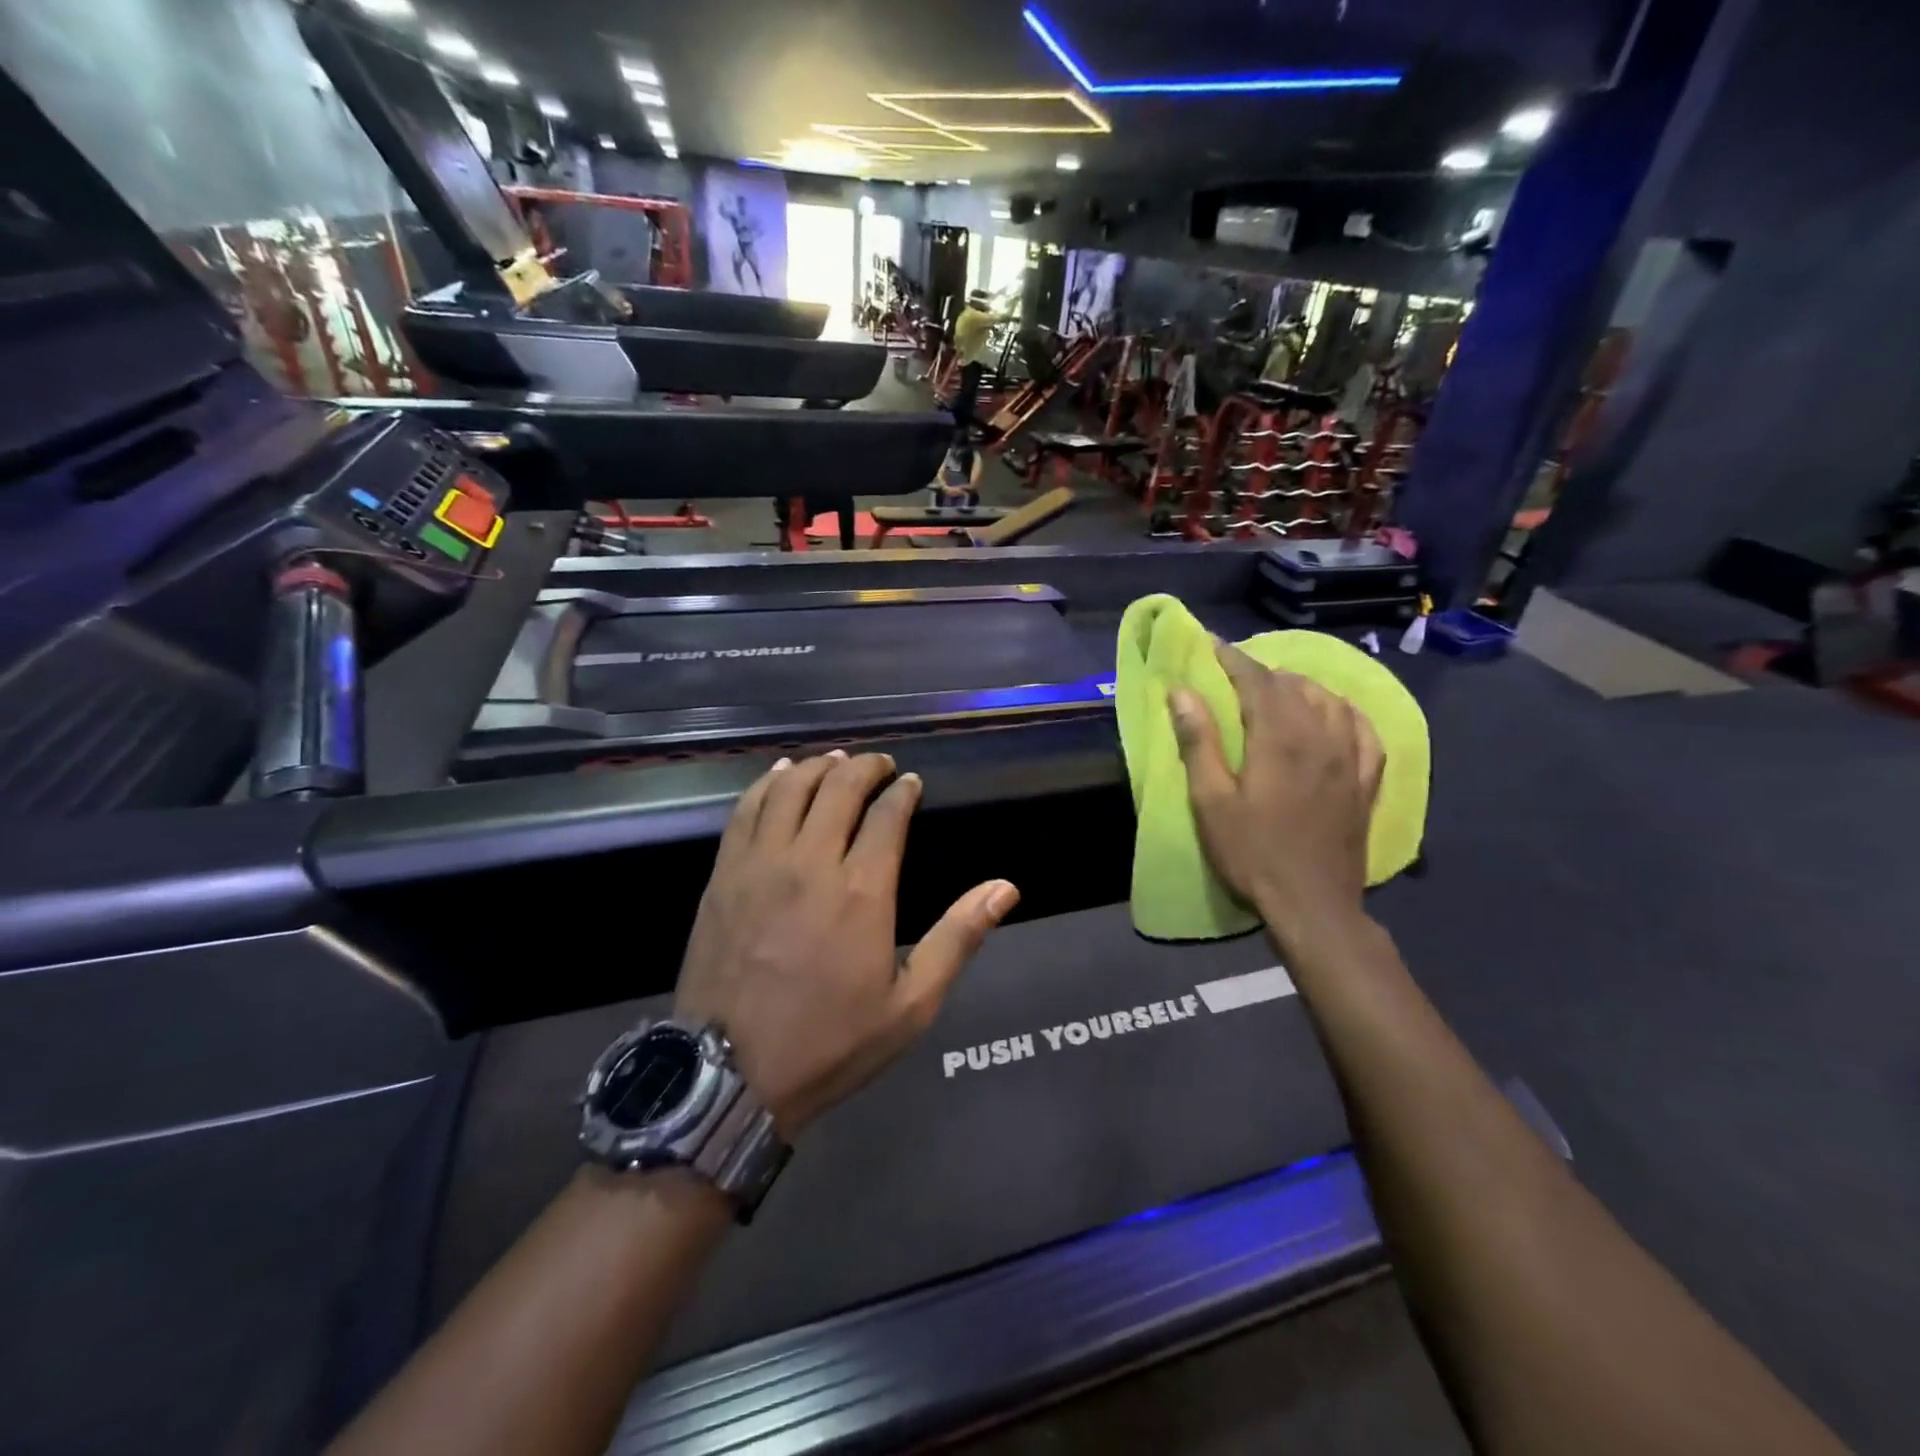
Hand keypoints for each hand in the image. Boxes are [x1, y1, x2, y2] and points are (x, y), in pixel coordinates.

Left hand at [675, 752, 1019, 1139]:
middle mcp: (811, 862)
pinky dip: (769, 783)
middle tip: (879, 764)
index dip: (902, 791)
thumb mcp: (911, 1004)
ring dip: (818, 766)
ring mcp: (760, 864)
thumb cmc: (830, 1042)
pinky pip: (746, 809)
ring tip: (835, 762)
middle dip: (865, 767)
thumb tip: (1005, 888)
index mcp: (862, 890)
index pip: (887, 814)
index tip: (911, 783)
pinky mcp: (724, 874)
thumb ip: (958, 938)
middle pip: (839, 788)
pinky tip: (781, 774)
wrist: (729, 1075)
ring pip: (791, 788)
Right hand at [1170, 642, 1384, 941]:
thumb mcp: (1211, 801)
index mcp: (1279, 739)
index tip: (1213, 645)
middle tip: (1234, 672)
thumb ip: (1199, 742)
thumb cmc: (1252, 853)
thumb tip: (1182, 692)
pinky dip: (1345, 712)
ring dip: (1302, 686)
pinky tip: (1336, 714)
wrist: (1312, 904)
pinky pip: (1365, 730)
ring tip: (1279, 689)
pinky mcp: (1367, 781)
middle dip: (1262, 672)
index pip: (1258, 681)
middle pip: (1294, 687)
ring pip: (1331, 701)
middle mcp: (1322, 737)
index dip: (1233, 659)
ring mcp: (1352, 758)